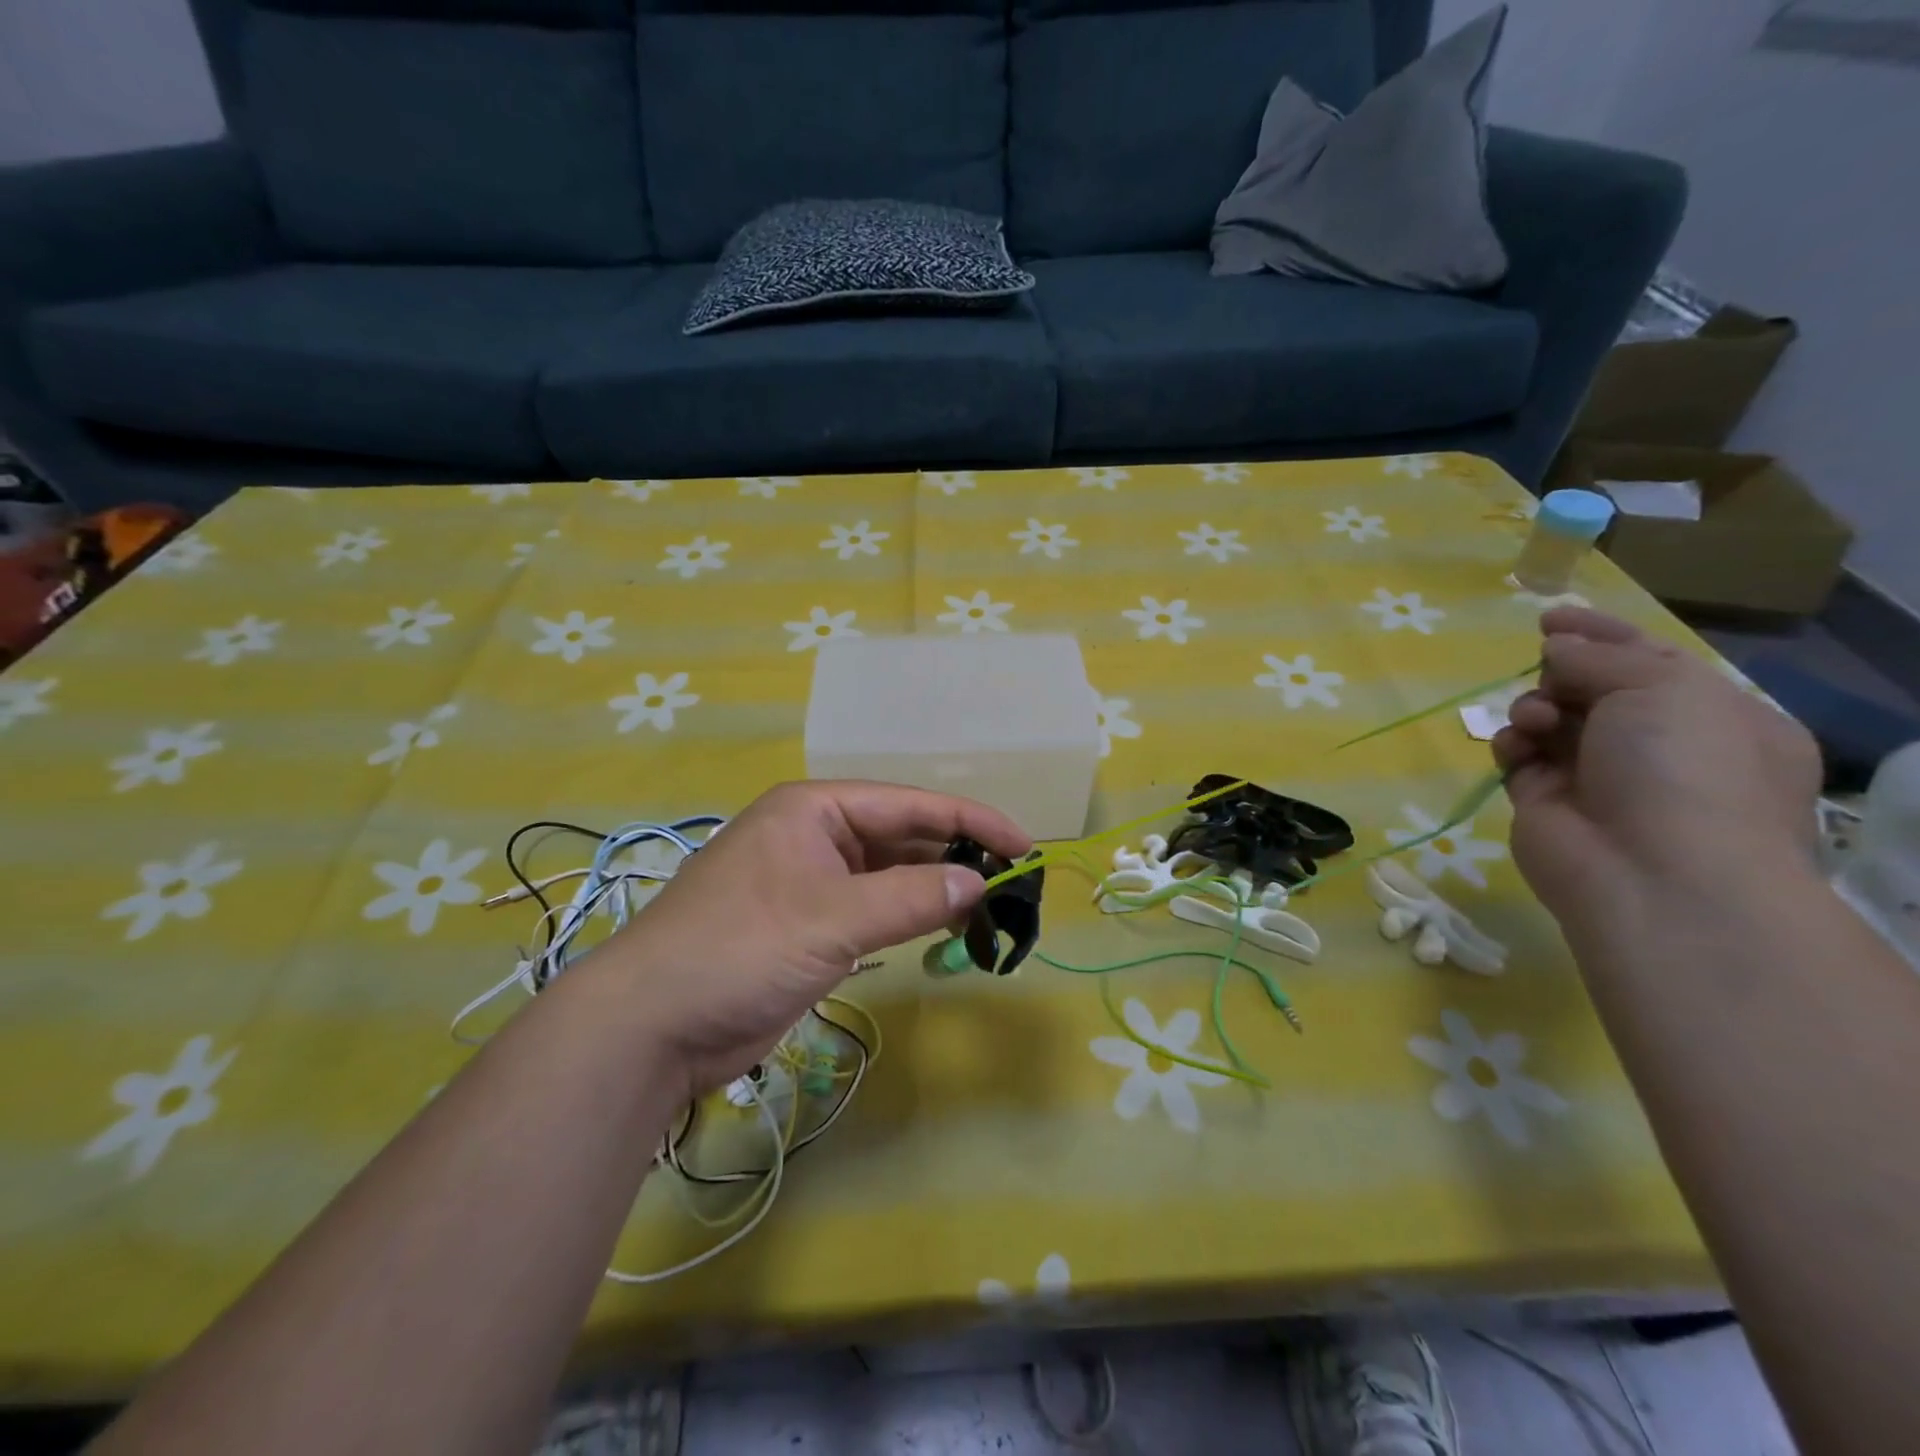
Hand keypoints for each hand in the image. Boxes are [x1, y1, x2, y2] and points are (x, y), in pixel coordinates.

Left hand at [580, 781, 1029, 1096]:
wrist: (652, 1026)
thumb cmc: (740, 948)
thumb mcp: (832, 917)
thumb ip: (913, 896)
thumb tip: (981, 883)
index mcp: (815, 808)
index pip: (910, 804)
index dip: (972, 821)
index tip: (1026, 846)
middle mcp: (815, 835)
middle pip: (903, 837)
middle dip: (957, 856)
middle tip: (1016, 884)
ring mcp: (811, 882)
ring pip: (891, 876)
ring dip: (937, 889)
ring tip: (992, 909)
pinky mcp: (809, 927)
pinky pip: (874, 910)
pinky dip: (910, 917)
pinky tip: (945, 929)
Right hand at [1493, 608, 1820, 934]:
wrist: (1652, 872)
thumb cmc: (1683, 768)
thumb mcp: (1662, 686)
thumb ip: (1601, 655)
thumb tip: (1555, 647)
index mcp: (1712, 716)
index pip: (1649, 660)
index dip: (1600, 634)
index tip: (1549, 618)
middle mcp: (1657, 746)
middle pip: (1593, 687)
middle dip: (1563, 673)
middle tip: (1550, 671)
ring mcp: (1598, 776)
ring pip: (1550, 719)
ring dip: (1535, 707)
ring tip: (1536, 720)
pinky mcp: (1546, 800)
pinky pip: (1519, 755)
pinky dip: (1512, 742)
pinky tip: (1516, 746)